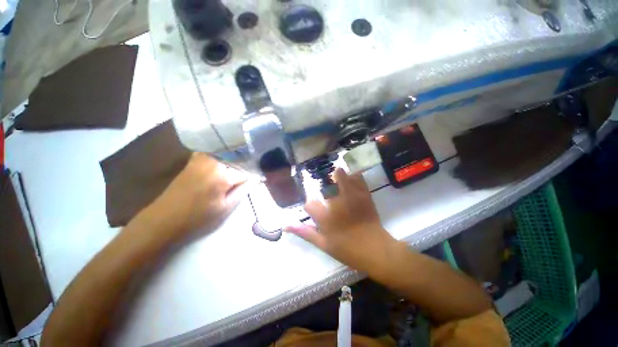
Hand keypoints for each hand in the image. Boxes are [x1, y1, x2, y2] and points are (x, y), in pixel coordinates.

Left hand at [138, 153, 246, 240]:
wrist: (164, 219)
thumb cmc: (198, 218)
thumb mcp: (225, 209)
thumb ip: (242, 191)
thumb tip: (255, 180)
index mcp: (223, 175)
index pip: (245, 172)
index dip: (251, 178)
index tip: (255, 182)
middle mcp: (213, 162)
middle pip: (237, 162)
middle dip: (242, 169)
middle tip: (243, 181)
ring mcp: (201, 159)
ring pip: (226, 157)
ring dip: (232, 163)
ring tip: (234, 175)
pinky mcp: (193, 161)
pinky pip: (213, 155)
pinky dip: (220, 159)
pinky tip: (220, 168)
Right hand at [285, 169, 396, 273]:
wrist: (376, 250)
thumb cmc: (348, 250)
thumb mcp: (323, 244)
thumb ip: (305, 233)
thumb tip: (285, 225)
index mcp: (325, 217)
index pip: (309, 203)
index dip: (310, 205)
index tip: (315, 208)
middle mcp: (335, 203)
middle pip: (324, 186)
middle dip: (324, 188)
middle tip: (328, 194)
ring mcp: (351, 196)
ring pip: (340, 175)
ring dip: (338, 174)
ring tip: (337, 175)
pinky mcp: (364, 194)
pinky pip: (357, 178)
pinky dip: (353, 175)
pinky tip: (351, 176)